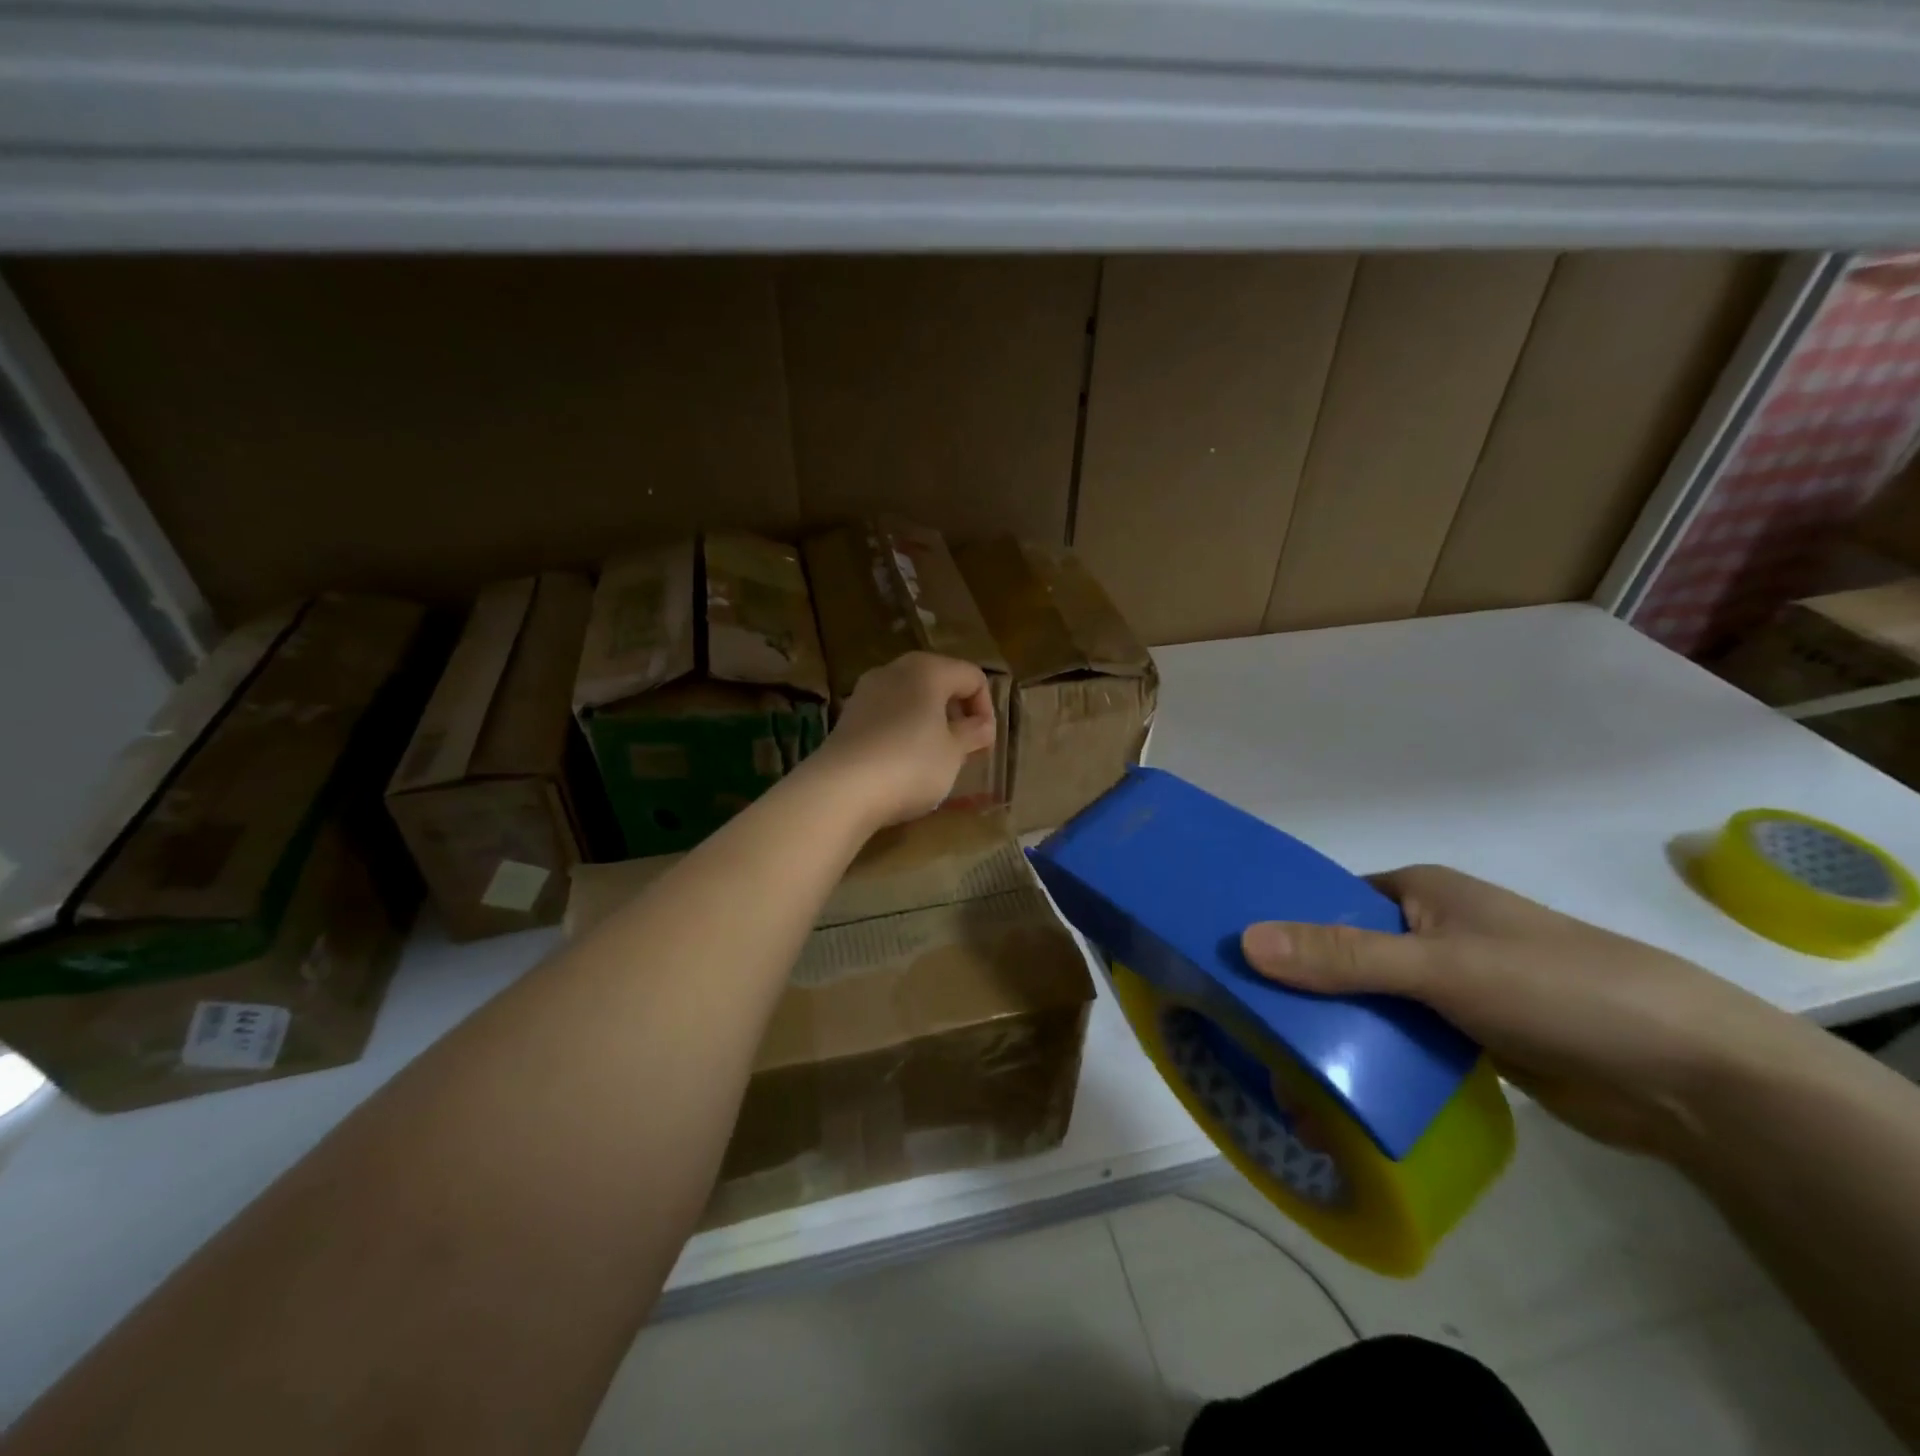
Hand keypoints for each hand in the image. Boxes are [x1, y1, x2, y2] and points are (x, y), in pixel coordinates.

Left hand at [803, 652, 996, 830]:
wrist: (841, 790)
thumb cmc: (910, 765)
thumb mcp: (953, 753)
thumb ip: (972, 734)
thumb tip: (982, 725)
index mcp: (927, 669)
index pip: (972, 676)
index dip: (986, 708)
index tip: (983, 743)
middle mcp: (894, 670)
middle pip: (939, 681)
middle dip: (956, 713)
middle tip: (963, 749)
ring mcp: (866, 691)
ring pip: (911, 698)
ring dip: (929, 722)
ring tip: (934, 758)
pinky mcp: (848, 717)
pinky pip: (887, 715)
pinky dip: (902, 731)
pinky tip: (902, 763)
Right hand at [1240, 865, 1814, 1157]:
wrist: (1692, 1078)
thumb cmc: (1557, 989)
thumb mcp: (1439, 967)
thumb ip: (1342, 956)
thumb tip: (1243, 940)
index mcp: (1418, 893)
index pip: (1326, 900)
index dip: (1279, 924)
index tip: (1228, 959)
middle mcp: (1428, 931)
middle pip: (1341, 954)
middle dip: (1298, 988)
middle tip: (1242, 1025)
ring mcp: (1449, 985)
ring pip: (1368, 1001)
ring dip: (1331, 1030)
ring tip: (1274, 1068)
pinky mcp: (1467, 1035)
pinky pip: (1399, 1039)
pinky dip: (1369, 1059)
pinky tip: (1330, 1088)